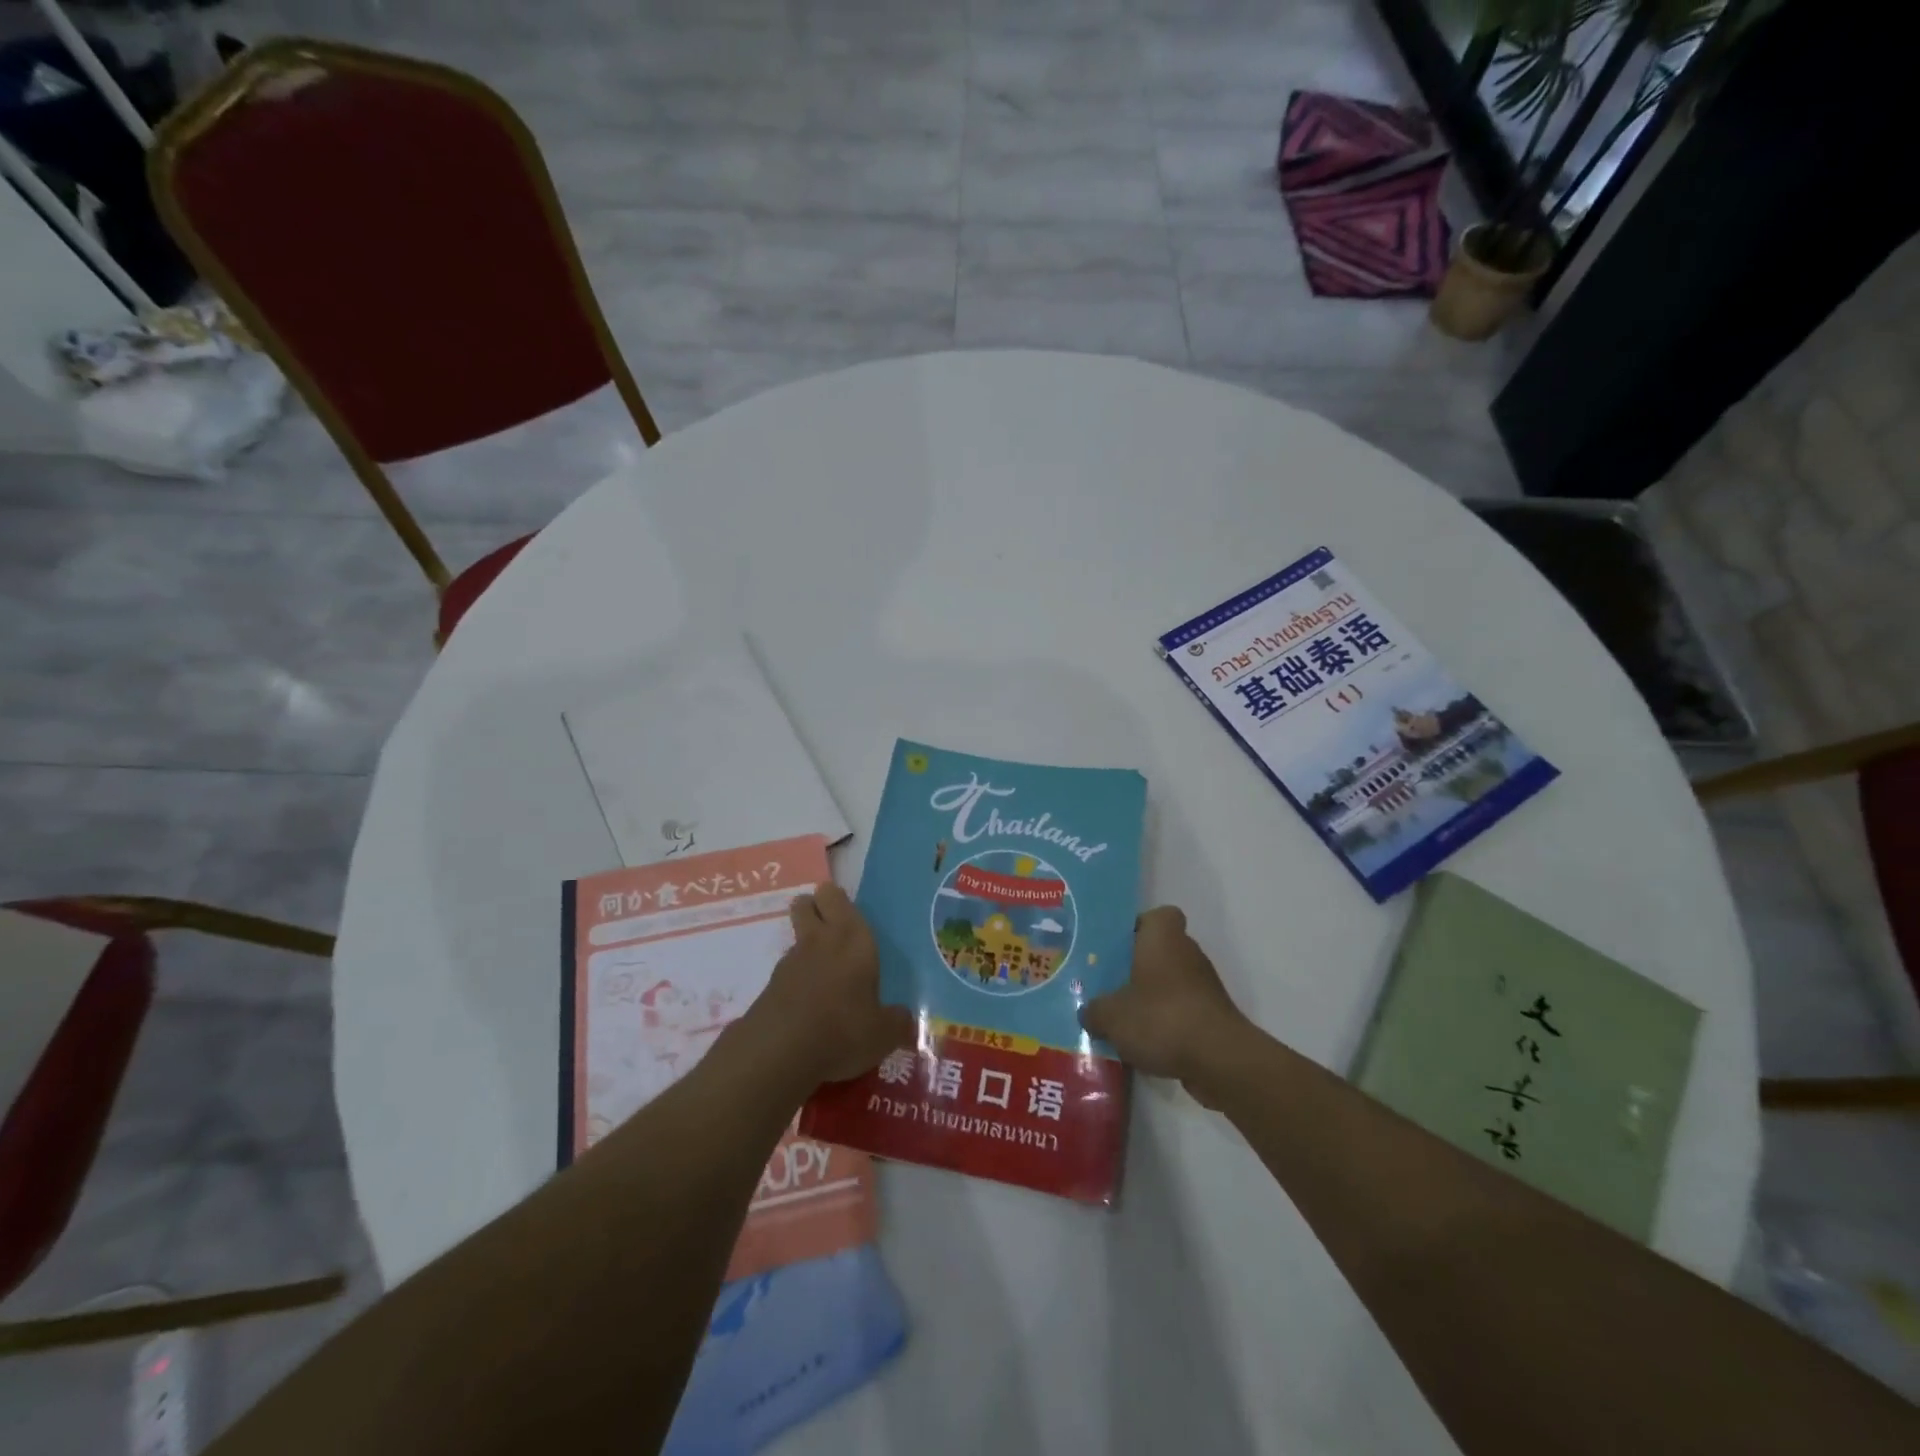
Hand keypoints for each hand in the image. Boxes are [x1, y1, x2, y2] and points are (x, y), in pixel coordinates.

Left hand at [747, 883, 914, 1089]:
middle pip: (805, 904)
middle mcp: (819, 941)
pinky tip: (809, 1010)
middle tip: (834, 935)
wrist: (779, 1054)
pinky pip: (786, 973)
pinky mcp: (769, 988)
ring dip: (807, 950)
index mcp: (851, 938)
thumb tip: (906, 1022)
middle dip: (815, 910)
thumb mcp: (883, 1033)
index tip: (849, 915)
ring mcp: (789, 963)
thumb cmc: (842, 1029)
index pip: (835, 895)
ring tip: (827, 980)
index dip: (837, 900)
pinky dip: (796, 983)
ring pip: (796, 938)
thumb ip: (897, 1022)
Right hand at [1080, 907, 1249, 1103]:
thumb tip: (1089, 1013)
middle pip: (1158, 951)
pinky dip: (1165, 1024)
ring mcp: (1204, 985)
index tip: (1116, 948)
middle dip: (1134, 968)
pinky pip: (1180, 1011)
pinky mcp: (1212, 1016)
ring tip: (1120, 1020)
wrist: (1220, 1061)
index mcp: (1163, 936)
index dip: (1136, 928)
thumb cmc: (1161, 1018)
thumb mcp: (1111, 1015)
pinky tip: (1143, 1045)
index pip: (1155, 916)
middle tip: (1107, 986)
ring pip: (1168, 983)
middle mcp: (1187, 952)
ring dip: (1149, 998)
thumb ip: (1094, 1010)